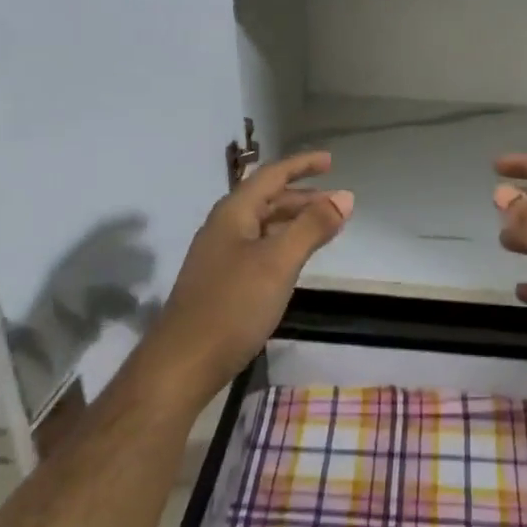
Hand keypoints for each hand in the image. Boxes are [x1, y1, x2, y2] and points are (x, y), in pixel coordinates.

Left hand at [143, 151, 352, 406]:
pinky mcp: (219, 282)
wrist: (181, 365)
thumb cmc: (233, 306)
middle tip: (336, 202)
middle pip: (266, 199)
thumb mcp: (278, 262)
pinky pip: (257, 248)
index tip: (330, 161)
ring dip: (293, 221)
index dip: (301, 165)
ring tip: (323, 228)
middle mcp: (223, 227)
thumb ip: (312, 227)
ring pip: (262, 225)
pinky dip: (282, 243)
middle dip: (302, 196)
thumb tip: (345, 196)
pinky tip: (293, 261)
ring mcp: (218, 256)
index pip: (271, 175)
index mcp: (233, 213)